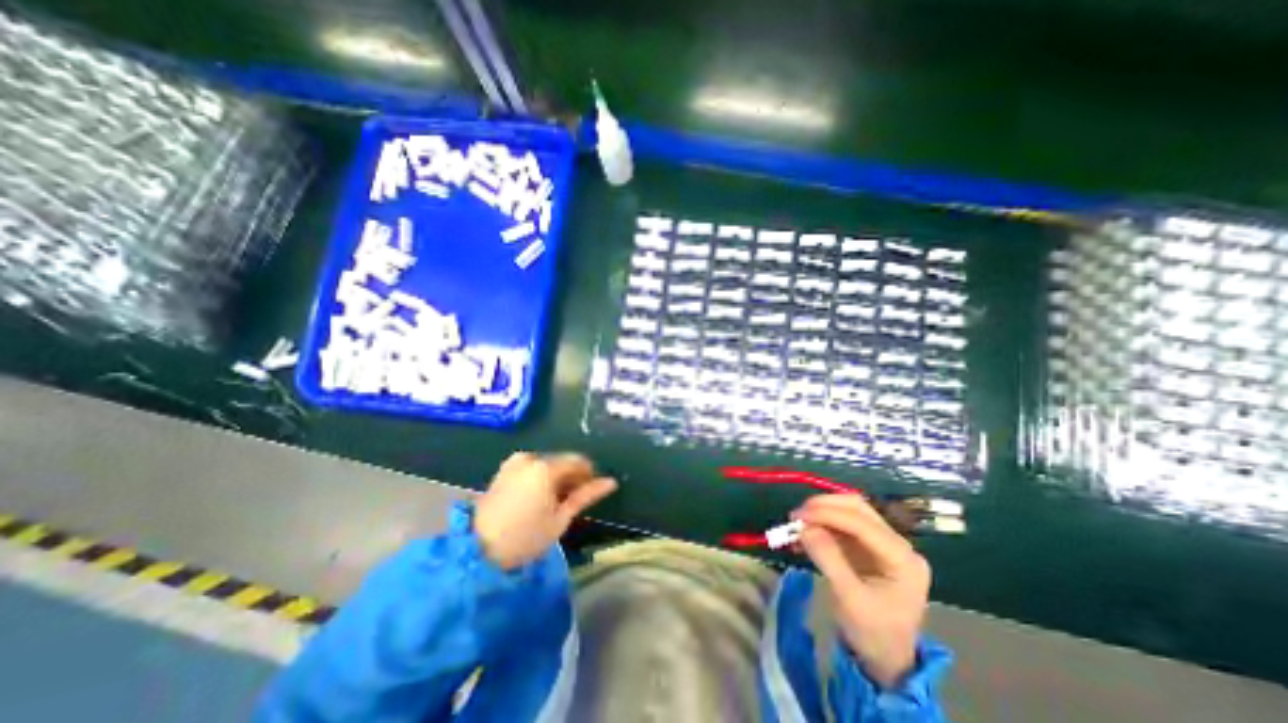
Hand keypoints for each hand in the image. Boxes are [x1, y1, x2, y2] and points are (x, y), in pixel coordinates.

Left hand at [472, 453, 616, 570]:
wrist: (478, 549)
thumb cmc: (525, 537)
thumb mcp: (560, 518)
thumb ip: (585, 495)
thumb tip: (611, 482)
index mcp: (545, 467)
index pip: (577, 462)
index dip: (588, 475)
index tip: (591, 490)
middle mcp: (530, 458)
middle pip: (561, 462)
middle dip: (571, 477)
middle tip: (574, 499)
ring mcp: (514, 463)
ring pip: (547, 465)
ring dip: (556, 478)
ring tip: (556, 502)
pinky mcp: (504, 470)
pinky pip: (531, 468)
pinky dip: (540, 478)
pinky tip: (540, 498)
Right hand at [791, 493, 932, 686]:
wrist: (886, 660)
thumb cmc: (874, 634)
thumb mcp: (850, 600)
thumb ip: (829, 559)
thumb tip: (805, 528)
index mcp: (902, 558)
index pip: (862, 523)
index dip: (828, 514)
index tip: (799, 516)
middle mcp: (896, 544)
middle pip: (858, 508)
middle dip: (825, 507)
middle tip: (797, 515)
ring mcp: (882, 543)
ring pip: (849, 512)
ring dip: (821, 513)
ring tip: (797, 523)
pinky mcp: (867, 546)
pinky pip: (841, 525)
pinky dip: (821, 525)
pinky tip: (804, 534)